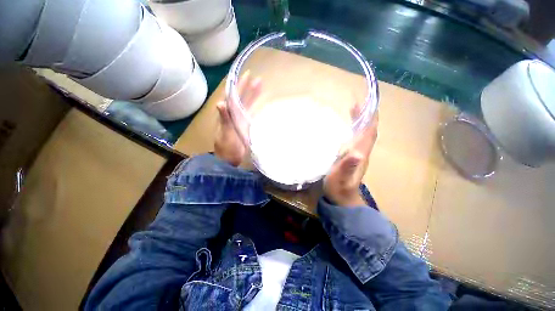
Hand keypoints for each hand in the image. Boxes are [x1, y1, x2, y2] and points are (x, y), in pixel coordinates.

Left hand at [214, 71, 260, 165]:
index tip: (245, 76)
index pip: (232, 96)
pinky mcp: (246, 125)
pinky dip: (255, 107)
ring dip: (253, 95)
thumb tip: (221, 102)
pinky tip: (260, 102)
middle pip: (241, 98)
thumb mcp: (226, 134)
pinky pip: (251, 113)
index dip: (238, 85)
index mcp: (227, 114)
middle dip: (248, 87)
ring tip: (261, 86)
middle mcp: (233, 114)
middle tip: (256, 78)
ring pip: (247, 104)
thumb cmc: (227, 147)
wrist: (230, 158)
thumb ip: (224, 119)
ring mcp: (240, 119)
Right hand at [324, 109, 378, 206]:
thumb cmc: (339, 188)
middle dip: (366, 117)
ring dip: (361, 122)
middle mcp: (361, 152)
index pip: (369, 134)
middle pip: (368, 132)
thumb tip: (357, 153)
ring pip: (363, 135)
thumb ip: (347, 167)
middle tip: (359, 103)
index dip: (371, 120)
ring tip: (354, 110)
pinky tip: (347, 128)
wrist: (342, 199)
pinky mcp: (351, 158)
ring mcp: (357, 155)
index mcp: (360, 154)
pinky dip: (354, 131)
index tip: (369, 105)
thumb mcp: (340, 178)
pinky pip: (355, 140)